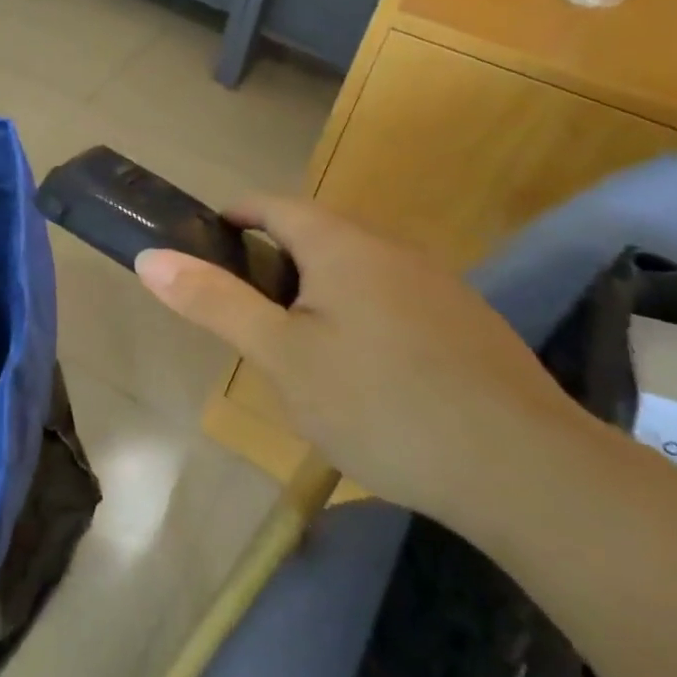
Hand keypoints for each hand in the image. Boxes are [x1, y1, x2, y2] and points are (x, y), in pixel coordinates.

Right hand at [136, 197, 586, 526]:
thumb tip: (150, 257)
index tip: (204, 249)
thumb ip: (215, 302)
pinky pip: (392, 299)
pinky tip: (366, 376)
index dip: (231, 217)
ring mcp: (436, 284)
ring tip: (297, 348)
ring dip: (315, 292)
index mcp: (341, 243)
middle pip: (314, 234)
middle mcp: (390, 248)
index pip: (271, 204)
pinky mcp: (466, 324)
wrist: (527, 472)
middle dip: (270, 262)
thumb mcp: (281, 356)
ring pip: (355, 269)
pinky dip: (359, 316)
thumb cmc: (382, 404)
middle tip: (245, 316)